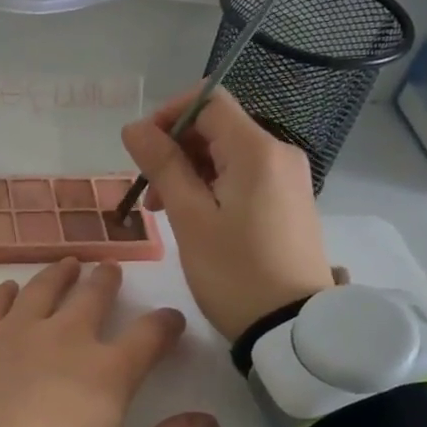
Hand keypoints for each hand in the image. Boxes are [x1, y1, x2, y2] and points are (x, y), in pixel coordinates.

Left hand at [0, 258, 218, 426]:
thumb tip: (210, 423)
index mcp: (107, 372)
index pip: (150, 334)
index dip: (166, 324)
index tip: (171, 320)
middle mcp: (65, 337)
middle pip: (94, 295)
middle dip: (108, 281)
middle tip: (111, 271)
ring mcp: (16, 331)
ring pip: (45, 287)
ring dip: (62, 273)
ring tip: (70, 264)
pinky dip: (8, 291)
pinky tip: (11, 290)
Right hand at [121, 87, 336, 342]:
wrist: (291, 326)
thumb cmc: (234, 272)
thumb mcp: (190, 218)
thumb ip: (162, 166)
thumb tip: (135, 127)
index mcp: (256, 150)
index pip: (208, 100)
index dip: (168, 115)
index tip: (142, 150)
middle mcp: (278, 153)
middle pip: (217, 127)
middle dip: (175, 149)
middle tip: (148, 193)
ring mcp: (287, 178)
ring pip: (227, 154)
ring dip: (189, 171)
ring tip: (163, 213)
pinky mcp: (288, 201)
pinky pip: (242, 176)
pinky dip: (212, 186)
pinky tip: (194, 218)